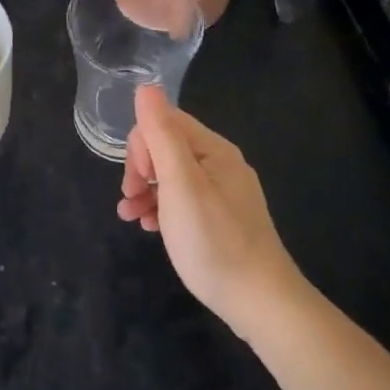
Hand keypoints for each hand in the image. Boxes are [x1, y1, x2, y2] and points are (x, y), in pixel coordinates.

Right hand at [119, 86, 299, 332]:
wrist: (259, 302)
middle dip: (140, 168)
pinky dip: (162, 208)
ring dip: (145, 190)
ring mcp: (222, 193)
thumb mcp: (180, 185)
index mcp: (214, 150)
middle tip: (129, 199)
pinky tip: (152, 228)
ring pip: (172, 176)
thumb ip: (162, 135)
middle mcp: (220, 164)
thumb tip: (146, 87)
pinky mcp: (220, 219)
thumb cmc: (214, 240)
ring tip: (130, 217)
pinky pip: (183, 200)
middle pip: (167, 148)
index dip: (142, 145)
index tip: (136, 178)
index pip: (165, 122)